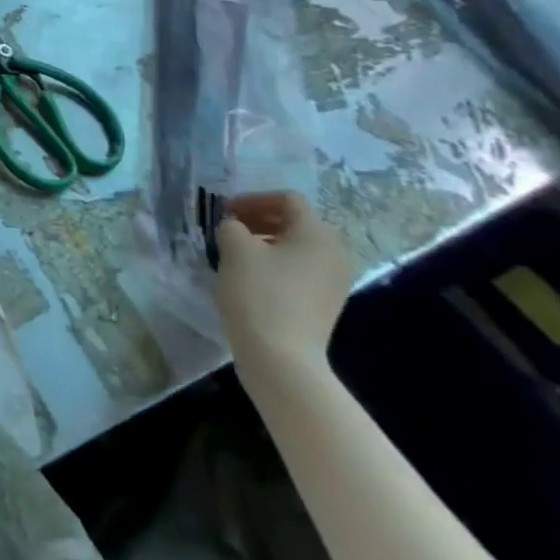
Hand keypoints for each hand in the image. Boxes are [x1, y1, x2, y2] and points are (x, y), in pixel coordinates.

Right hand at [214, 190, 351, 375]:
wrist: (282, 360)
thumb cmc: (259, 294)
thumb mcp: (234, 248)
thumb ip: (231, 226)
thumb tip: (235, 228)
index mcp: (317, 234)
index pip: (287, 199)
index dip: (253, 198)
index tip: (225, 211)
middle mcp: (334, 253)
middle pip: (296, 222)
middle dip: (260, 219)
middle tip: (230, 228)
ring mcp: (334, 282)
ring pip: (297, 248)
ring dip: (266, 242)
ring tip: (236, 254)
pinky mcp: (325, 305)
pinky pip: (300, 271)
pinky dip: (276, 265)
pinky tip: (251, 279)